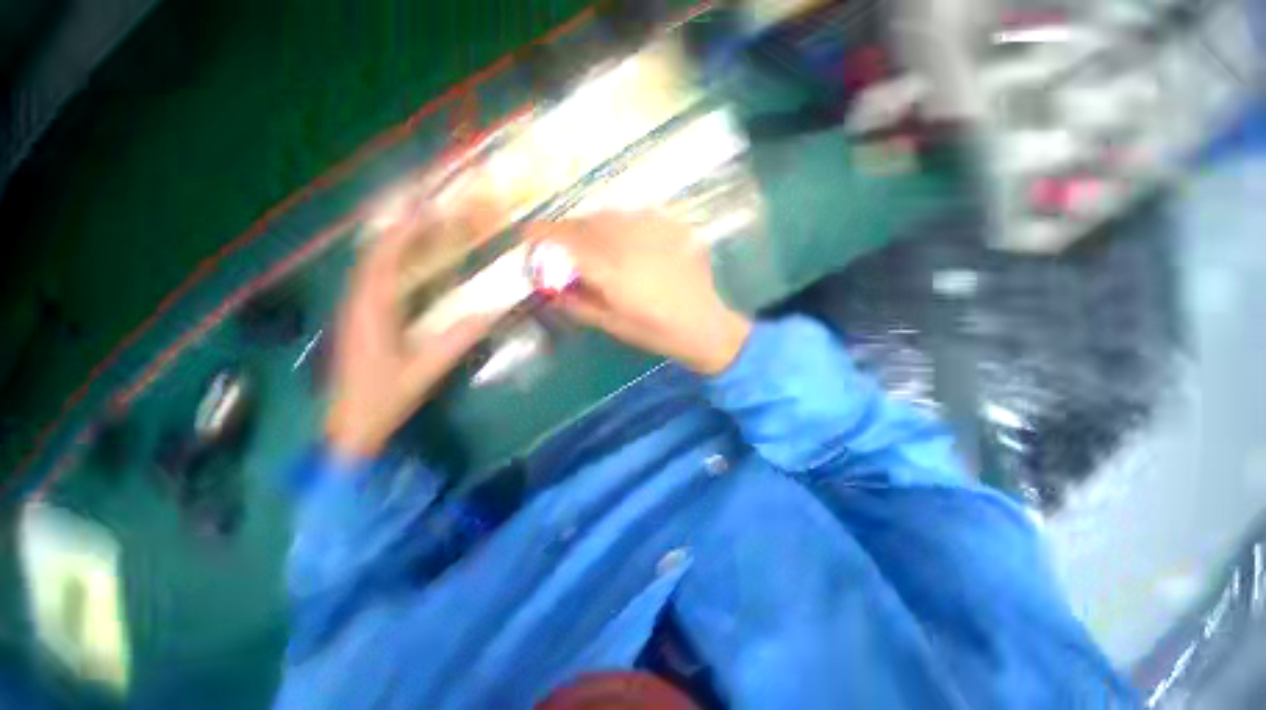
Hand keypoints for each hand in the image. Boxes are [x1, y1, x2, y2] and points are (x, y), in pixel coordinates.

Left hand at [326, 212, 495, 459]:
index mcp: (370, 313)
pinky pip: (375, 283)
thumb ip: (455, 342)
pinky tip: (409, 268)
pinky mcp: (361, 321)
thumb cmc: (384, 398)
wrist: (351, 425)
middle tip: (428, 216)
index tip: (425, 213)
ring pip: (372, 269)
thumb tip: (489, 314)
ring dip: (394, 247)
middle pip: (373, 257)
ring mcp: (356, 312)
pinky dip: (392, 266)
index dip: (402, 233)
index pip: (381, 261)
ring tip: (421, 233)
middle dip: (398, 232)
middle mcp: (358, 305)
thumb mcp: (424, 371)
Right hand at [527, 211, 751, 374]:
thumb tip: (551, 290)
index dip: (543, 235)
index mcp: (613, 272)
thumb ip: (579, 304)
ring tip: (593, 242)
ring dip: (593, 225)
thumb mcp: (613, 324)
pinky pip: (635, 215)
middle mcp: (631, 244)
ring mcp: (655, 231)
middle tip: (562, 243)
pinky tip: (625, 241)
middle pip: (586, 223)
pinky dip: (620, 224)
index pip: (568, 243)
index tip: (528, 234)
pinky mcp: (672, 226)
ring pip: (610, 215)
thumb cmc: (656, 332)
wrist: (704, 324)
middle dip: (567, 230)